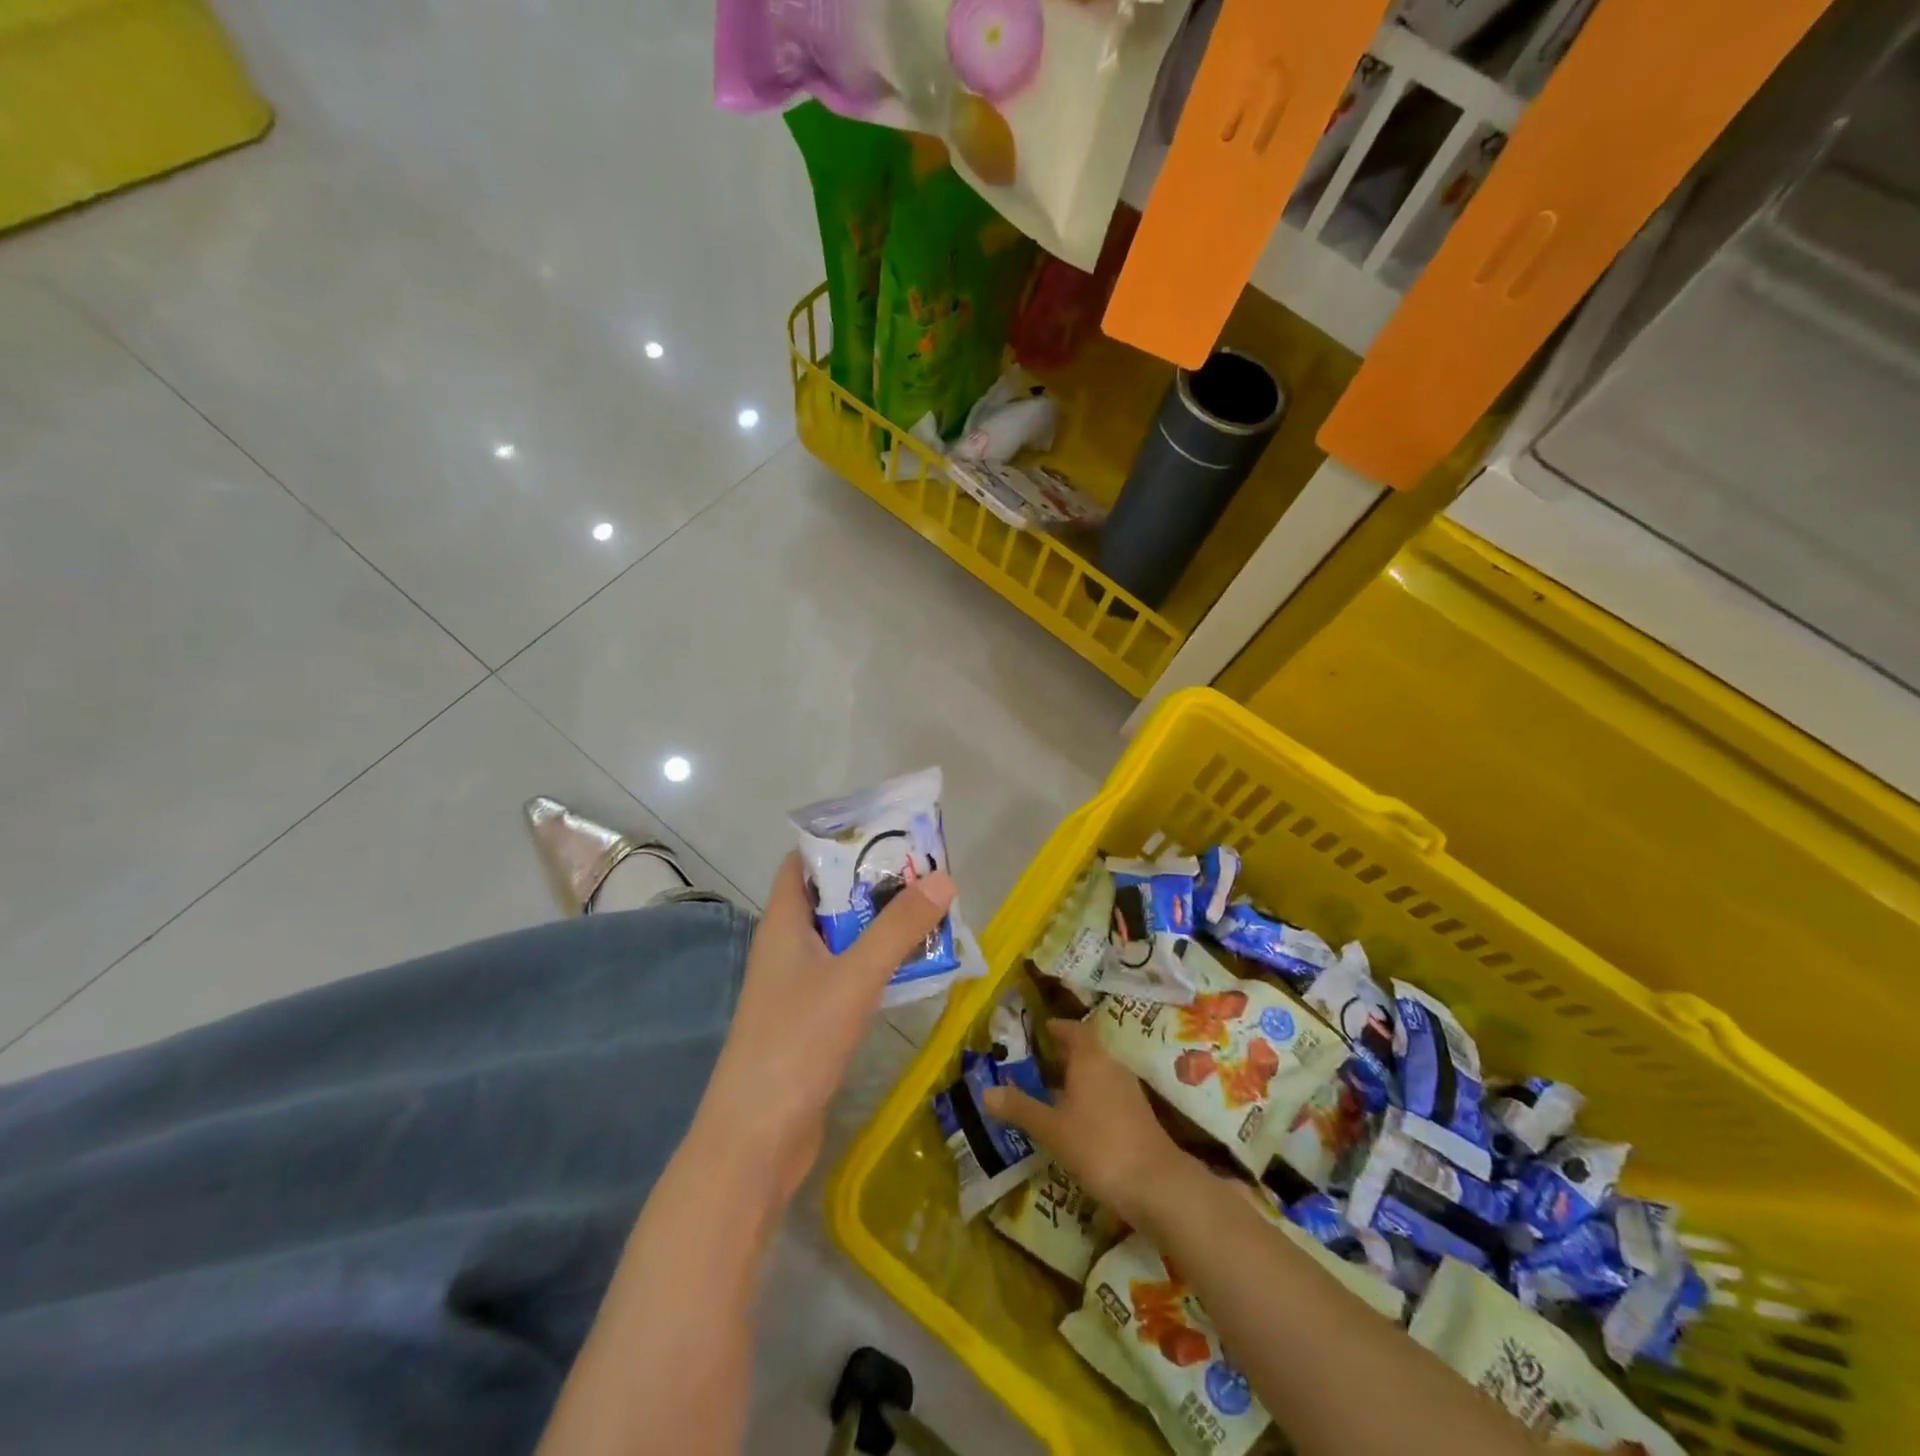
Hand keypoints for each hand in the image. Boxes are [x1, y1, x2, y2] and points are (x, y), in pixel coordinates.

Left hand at [692, 852, 954, 1208]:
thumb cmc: (796, 1043)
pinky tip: (915, 967)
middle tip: (925, 871)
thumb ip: (897, 929)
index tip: (885, 832)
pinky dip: (878, 964)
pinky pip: (849, 976)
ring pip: (844, 940)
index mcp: (783, 925)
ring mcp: (798, 987)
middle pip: (829, 899)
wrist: (756, 1140)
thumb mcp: (853, 978)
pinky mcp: (813, 1021)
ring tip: (932, 911)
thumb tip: (943, 878)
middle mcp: (787, 949)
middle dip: (873, 884)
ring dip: (881, 926)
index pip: (800, 864)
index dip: (836, 842)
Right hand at [983, 1016, 1192, 1228]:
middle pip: (1087, 1051)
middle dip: (1063, 1055)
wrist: (1156, 1185)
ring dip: (1077, 1079)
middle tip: (1037, 1063)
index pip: (1074, 1030)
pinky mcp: (1139, 1116)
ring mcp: (1129, 1092)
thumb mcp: (1051, 1129)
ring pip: (1099, 1074)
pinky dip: (1090, 1099)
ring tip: (1051, 1093)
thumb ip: (1020, 1108)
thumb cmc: (1098, 1146)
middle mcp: (1112, 1067)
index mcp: (1090, 1059)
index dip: (1058, 1028)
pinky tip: (1077, 1122)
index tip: (1041, 1030)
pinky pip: (1108, 1095)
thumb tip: (985, 1092)